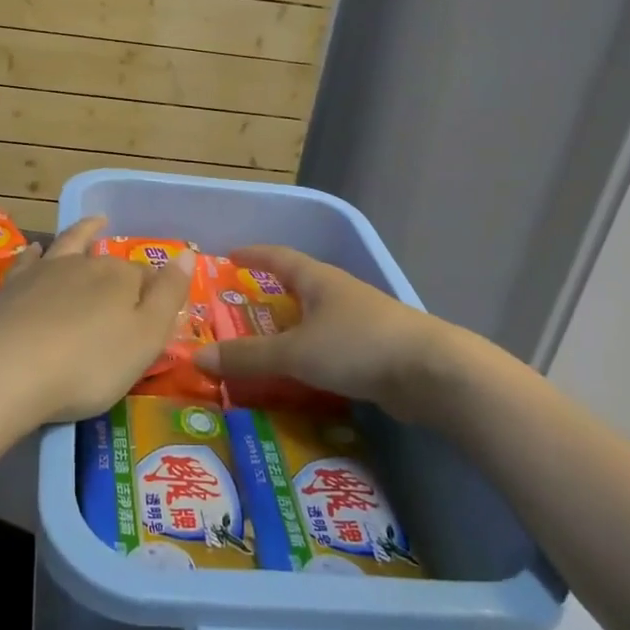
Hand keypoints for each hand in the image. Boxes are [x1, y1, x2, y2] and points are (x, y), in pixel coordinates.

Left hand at [0, 215, 195, 427]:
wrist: (11, 371)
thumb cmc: (89, 365)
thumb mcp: (146, 338)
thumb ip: (168, 295)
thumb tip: (187, 253)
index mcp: (122, 278)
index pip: (146, 278)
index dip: (153, 293)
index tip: (155, 314)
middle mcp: (86, 264)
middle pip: (110, 263)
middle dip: (121, 271)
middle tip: (128, 280)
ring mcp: (46, 272)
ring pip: (71, 245)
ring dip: (84, 234)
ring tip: (94, 224)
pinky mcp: (14, 287)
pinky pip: (29, 260)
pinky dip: (37, 252)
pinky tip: (37, 249)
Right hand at [195, 246, 441, 416]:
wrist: (432, 374)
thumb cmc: (357, 346)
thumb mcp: (295, 352)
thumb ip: (248, 356)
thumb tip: (196, 358)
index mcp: (319, 280)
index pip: (279, 257)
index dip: (254, 255)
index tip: (230, 254)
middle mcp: (340, 294)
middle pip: (299, 286)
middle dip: (271, 294)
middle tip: (240, 308)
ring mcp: (362, 322)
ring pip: (317, 320)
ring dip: (292, 329)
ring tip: (264, 345)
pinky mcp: (376, 351)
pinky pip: (332, 347)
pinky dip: (311, 355)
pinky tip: (301, 375)